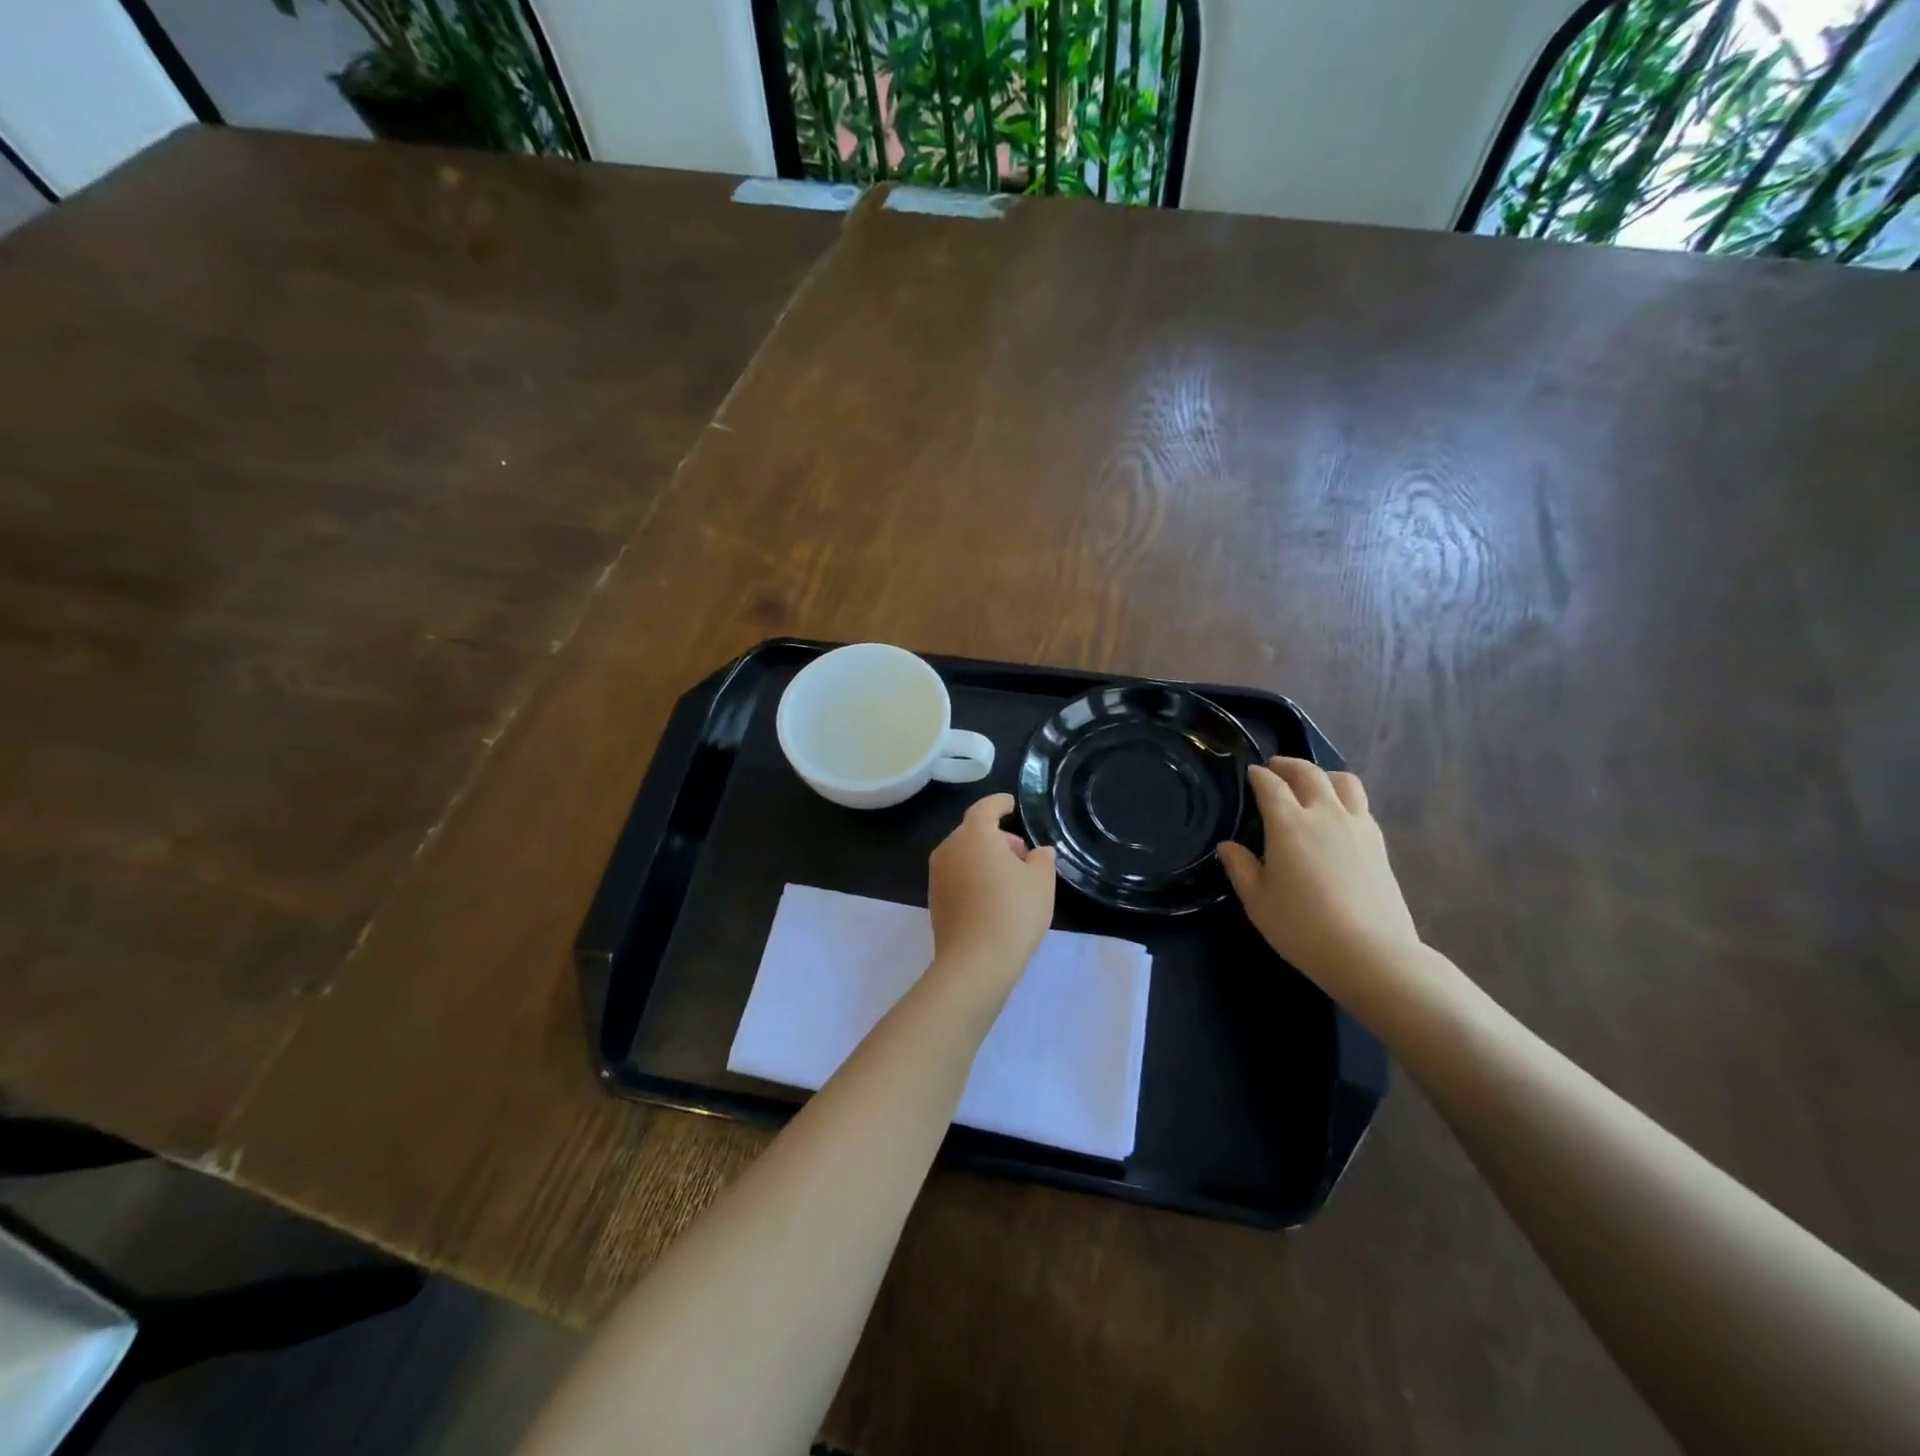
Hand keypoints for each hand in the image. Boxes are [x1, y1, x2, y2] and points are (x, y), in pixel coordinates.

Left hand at [928, 793, 1056, 985]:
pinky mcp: (934, 899)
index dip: (1000, 803)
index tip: (1011, 804)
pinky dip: (974, 877)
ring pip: (964, 855)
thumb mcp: (1041, 881)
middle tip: (1024, 856)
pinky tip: (993, 898)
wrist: (975, 962)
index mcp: (973, 835)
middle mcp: (949, 849)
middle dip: (998, 838)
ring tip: (1012, 880)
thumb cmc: (1013, 912)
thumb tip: (1038, 852)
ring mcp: (937, 875)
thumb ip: (1041, 858)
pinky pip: (957, 876)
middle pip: (974, 832)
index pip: (985, 808)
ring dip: (986, 859)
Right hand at [1218, 759, 1420, 992]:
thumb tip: (1229, 846)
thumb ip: (1240, 867)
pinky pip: (1361, 804)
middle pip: (1309, 773)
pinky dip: (1344, 798)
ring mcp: (1357, 826)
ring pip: (1343, 781)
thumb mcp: (1257, 901)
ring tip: (1312, 784)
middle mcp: (1324, 814)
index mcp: (1289, 824)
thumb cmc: (1303, 927)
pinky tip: (1337, 815)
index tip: (1250, 773)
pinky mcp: (1379, 843)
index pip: (1270, 785)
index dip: (1258, 775)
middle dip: (1288, 765)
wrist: (1371, 954)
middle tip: (1275, 768)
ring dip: (1323, 775)